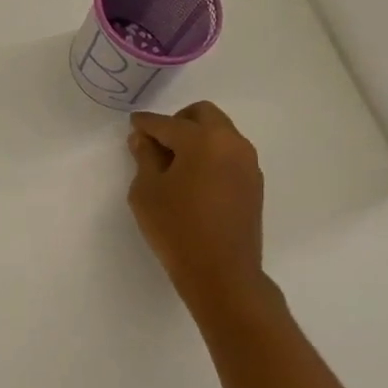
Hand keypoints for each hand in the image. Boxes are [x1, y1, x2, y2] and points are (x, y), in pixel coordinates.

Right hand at [127, 101, 265, 300]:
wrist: (222, 273)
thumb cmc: (176, 228)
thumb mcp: (147, 191)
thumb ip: (145, 157)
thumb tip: (143, 139)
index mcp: (203, 139)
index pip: (167, 123)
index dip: (146, 124)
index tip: (133, 125)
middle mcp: (231, 142)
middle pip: (203, 114)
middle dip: (177, 121)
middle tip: (158, 143)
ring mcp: (247, 163)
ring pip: (220, 133)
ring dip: (197, 137)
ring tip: (175, 163)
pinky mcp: (254, 183)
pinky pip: (230, 154)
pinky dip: (211, 155)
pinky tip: (195, 179)